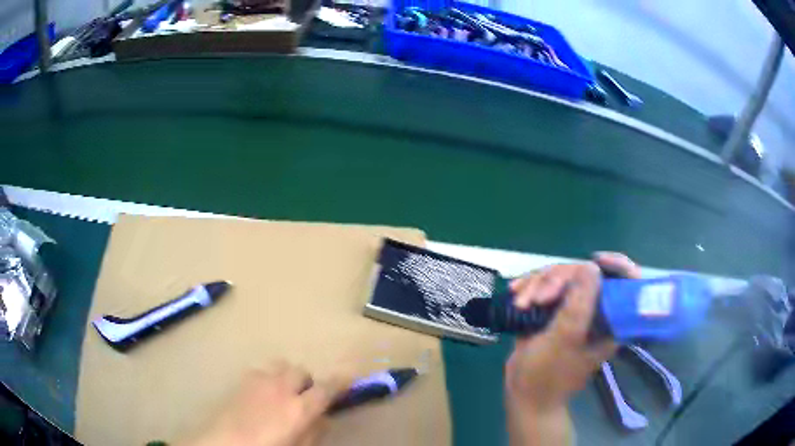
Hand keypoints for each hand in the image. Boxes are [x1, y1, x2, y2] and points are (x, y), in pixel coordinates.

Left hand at [183, 361, 349, 445]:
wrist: (224, 443)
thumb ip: (314, 432)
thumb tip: (323, 418)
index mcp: (299, 409)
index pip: (327, 389)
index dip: (341, 382)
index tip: (349, 378)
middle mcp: (281, 388)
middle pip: (302, 371)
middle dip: (307, 382)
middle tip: (304, 398)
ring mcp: (260, 380)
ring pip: (281, 365)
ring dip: (287, 376)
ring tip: (282, 393)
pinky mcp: (243, 379)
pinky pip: (262, 370)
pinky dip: (268, 378)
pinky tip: (262, 394)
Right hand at [504, 252, 639, 444]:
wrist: (523, 395)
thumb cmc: (547, 374)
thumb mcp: (565, 338)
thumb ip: (580, 303)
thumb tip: (591, 266)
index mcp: (610, 320)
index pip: (628, 282)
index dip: (618, 265)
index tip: (597, 260)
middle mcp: (596, 311)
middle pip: (586, 273)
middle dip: (559, 279)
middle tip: (538, 298)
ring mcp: (573, 310)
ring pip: (562, 277)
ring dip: (538, 284)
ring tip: (521, 302)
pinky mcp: (553, 311)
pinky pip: (545, 286)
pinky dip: (530, 287)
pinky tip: (515, 292)